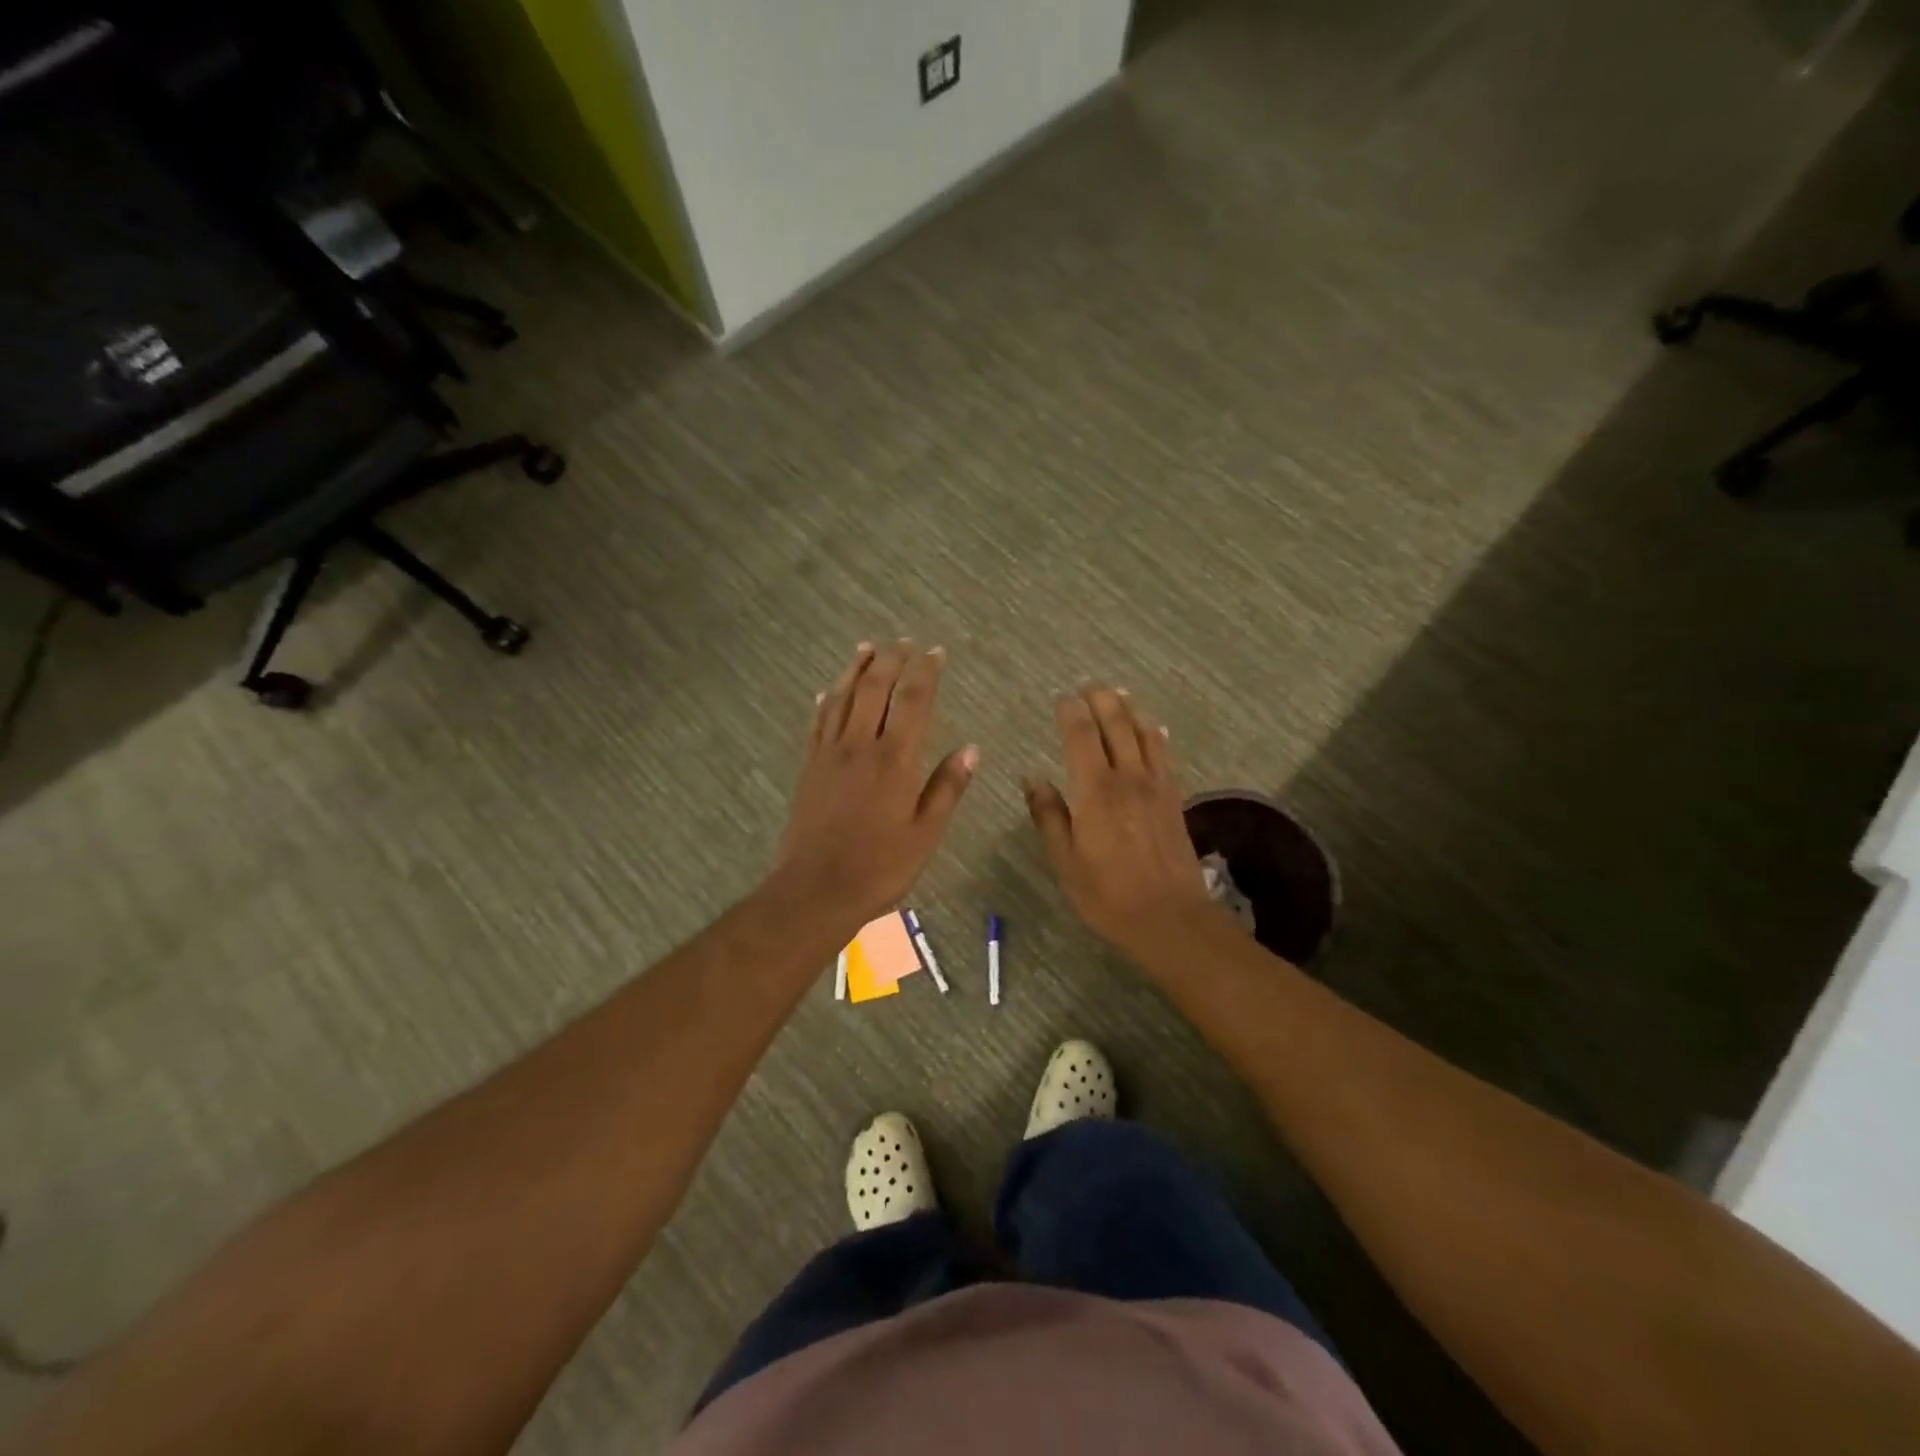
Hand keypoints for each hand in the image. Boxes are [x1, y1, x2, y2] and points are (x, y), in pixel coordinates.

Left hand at [774, 642, 977, 928]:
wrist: (815, 888)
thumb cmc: (879, 866)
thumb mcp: (925, 833)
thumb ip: (947, 787)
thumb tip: (972, 748)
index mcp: (895, 760)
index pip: (913, 701)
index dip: (925, 672)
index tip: (935, 652)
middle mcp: (860, 745)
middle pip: (874, 688)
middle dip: (891, 659)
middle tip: (904, 642)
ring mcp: (829, 753)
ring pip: (843, 697)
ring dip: (857, 668)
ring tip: (868, 647)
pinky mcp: (810, 766)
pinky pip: (818, 721)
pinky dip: (827, 699)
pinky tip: (829, 690)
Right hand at [1025, 685, 1218, 953]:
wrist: (1170, 918)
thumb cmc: (1107, 894)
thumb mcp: (1065, 860)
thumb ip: (1049, 815)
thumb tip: (1033, 778)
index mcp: (1096, 790)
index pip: (1082, 734)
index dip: (1071, 711)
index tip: (1062, 697)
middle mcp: (1128, 778)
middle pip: (1117, 724)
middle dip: (1102, 699)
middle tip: (1089, 685)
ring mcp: (1156, 786)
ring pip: (1144, 733)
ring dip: (1130, 710)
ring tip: (1119, 695)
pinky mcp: (1174, 799)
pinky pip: (1165, 755)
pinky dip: (1156, 735)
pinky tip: (1154, 729)